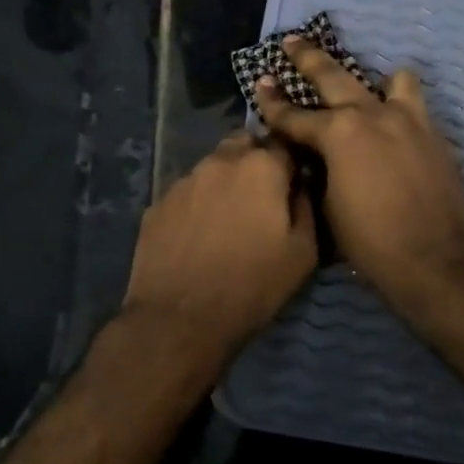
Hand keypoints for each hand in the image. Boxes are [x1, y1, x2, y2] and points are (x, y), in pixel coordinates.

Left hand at [120, 132, 317, 360]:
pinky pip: (186, 193)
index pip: (283, 143)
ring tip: (227, 219)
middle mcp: (219, 161)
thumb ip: (307, 206)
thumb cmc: (252, 285)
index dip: (291, 161)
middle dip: (255, 162)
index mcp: (260, 167)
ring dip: (225, 182)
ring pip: (212, 167)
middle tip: (261, 198)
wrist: (179, 321)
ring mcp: (183, 181)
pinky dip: (197, 204)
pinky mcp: (157, 204)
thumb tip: (302, 185)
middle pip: (244, 146)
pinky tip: (198, 235)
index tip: (294, 182)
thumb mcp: (303, 253)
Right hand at [254, 37, 463, 314]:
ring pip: (388, 79)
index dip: (271, 102)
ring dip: (371, 79)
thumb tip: (312, 156)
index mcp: (337, 133)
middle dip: (307, 58)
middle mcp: (370, 114)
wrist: (436, 257)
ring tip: (366, 84)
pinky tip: (394, 120)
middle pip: (332, 76)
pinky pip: (414, 103)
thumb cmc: (371, 240)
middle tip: (292, 40)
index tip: (260, 84)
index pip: (293, 114)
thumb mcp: (327, 205)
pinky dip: (400, 103)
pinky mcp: (432, 131)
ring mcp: (406, 118)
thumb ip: (317, 169)